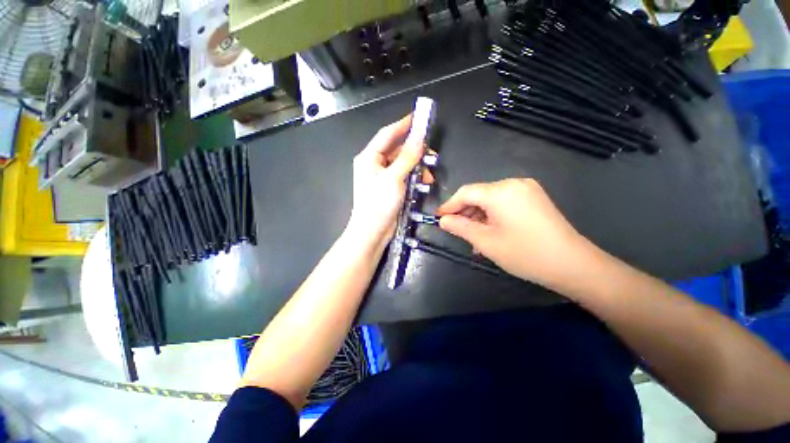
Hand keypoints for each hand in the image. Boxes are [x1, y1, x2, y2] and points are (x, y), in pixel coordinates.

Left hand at [346, 115, 428, 250]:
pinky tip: (423, 182)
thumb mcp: (394, 178)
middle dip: (415, 152)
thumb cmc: (378, 204)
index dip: (403, 124)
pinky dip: (414, 177)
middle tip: (431, 154)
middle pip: (397, 149)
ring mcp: (383, 177)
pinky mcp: (390, 187)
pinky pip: (404, 175)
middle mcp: (375, 164)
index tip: (419, 116)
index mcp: (369, 157)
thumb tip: (420, 135)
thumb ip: (407, 156)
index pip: (387, 134)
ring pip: (403, 163)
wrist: (372, 232)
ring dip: (417, 166)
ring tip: (428, 175)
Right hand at [437, 178, 587, 287]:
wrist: (572, 264)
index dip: (450, 205)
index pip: (466, 192)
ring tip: (474, 237)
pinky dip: (493, 215)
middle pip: (479, 195)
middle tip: (457, 231)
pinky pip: (504, 203)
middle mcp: (514, 183)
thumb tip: (443, 220)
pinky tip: (490, 232)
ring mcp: (526, 189)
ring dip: (479, 216)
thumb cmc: (524, 253)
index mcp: (501, 191)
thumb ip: (460, 227)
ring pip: (491, 199)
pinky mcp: (534, 198)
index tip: (439, 218)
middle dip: (465, 213)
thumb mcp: (485, 241)